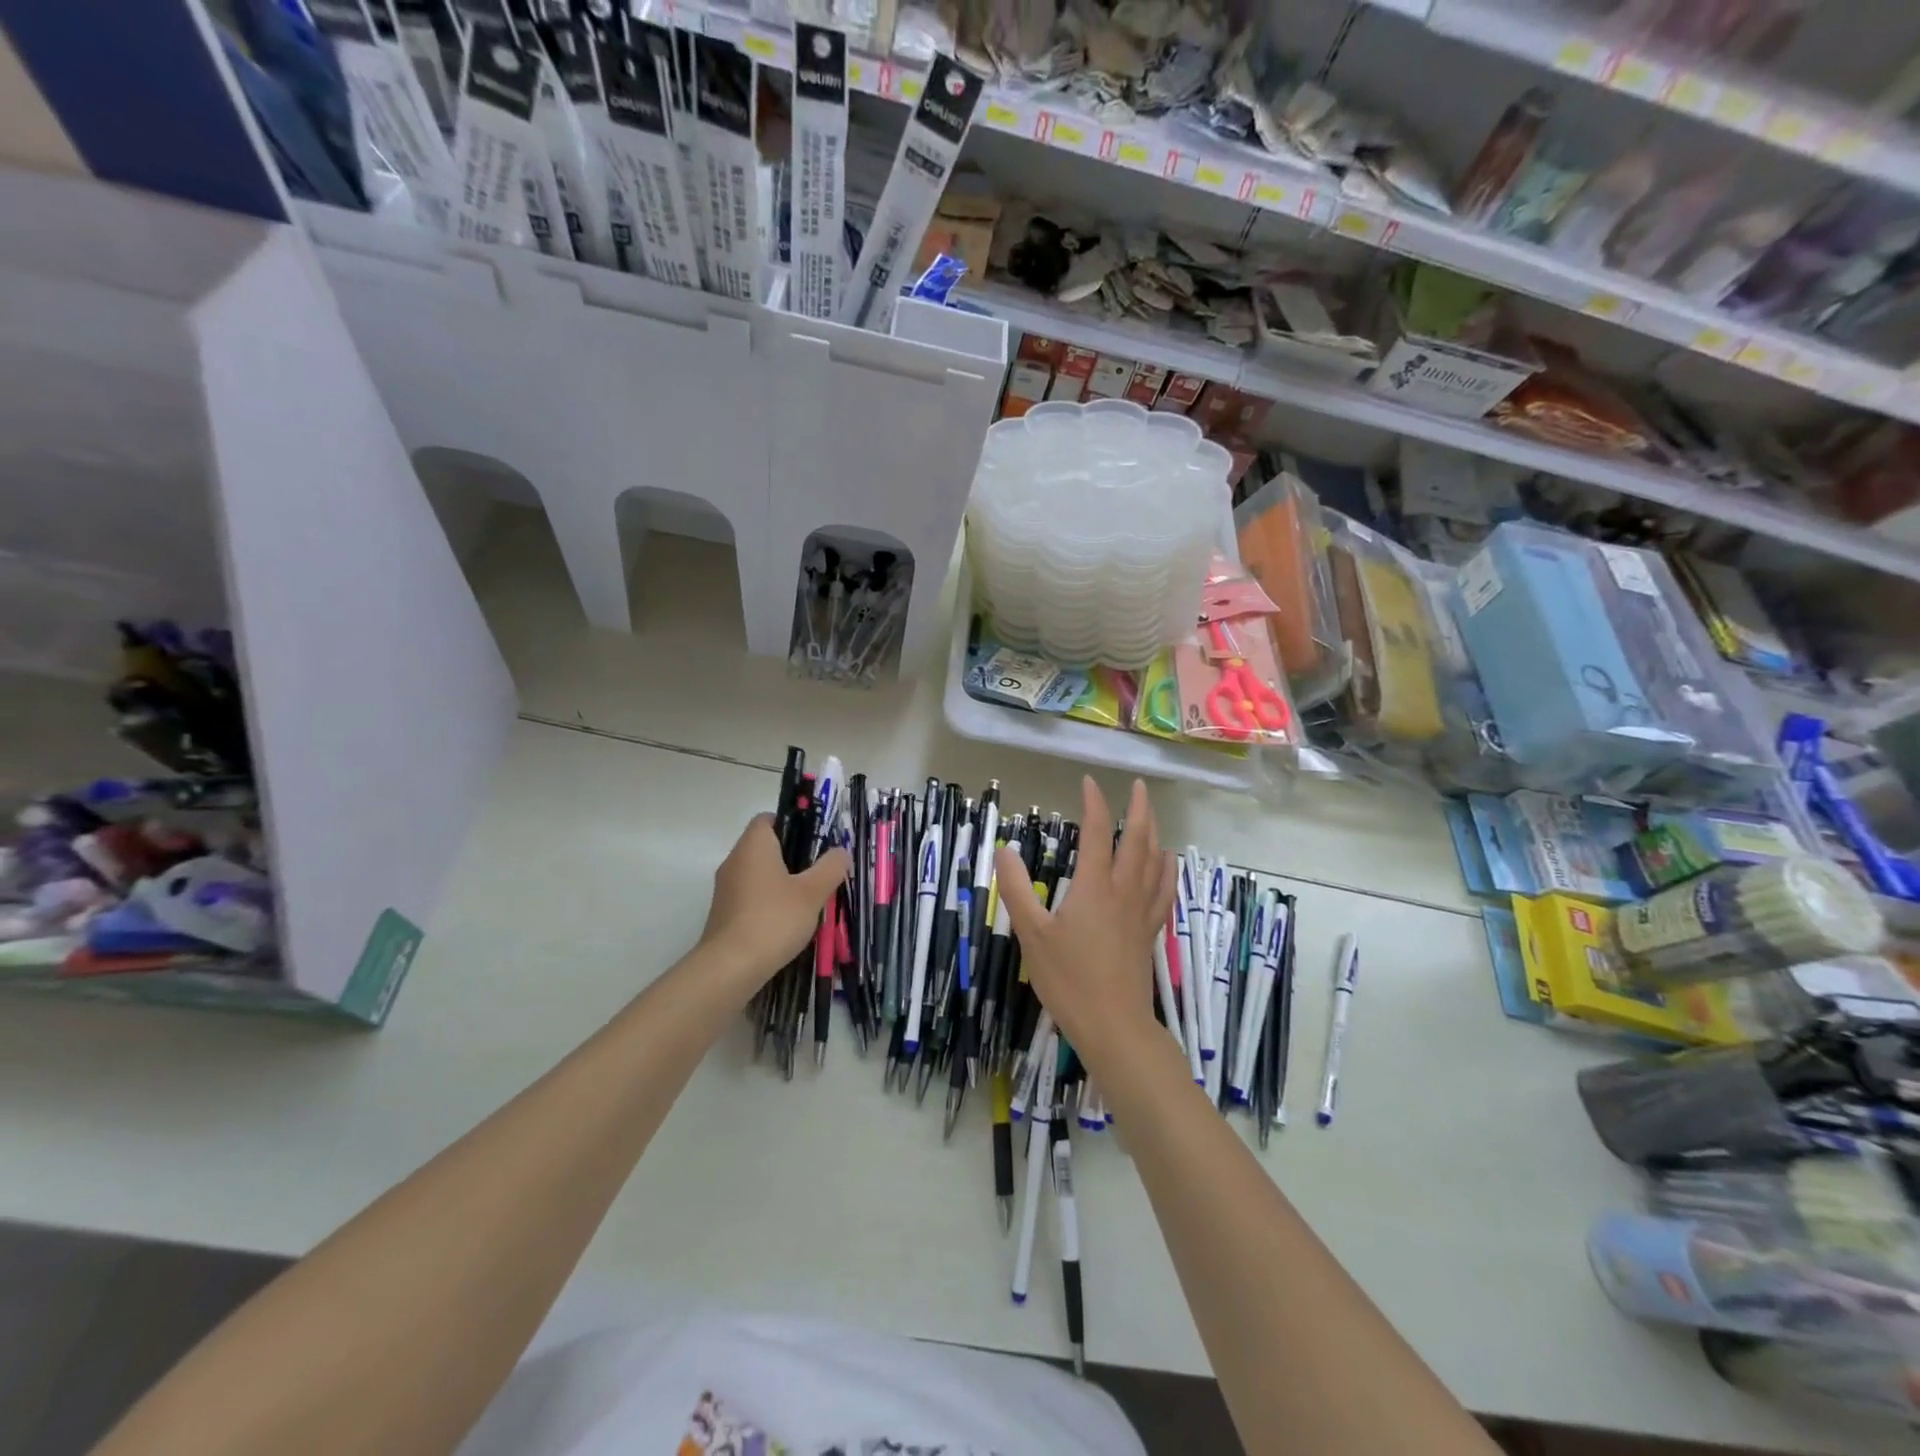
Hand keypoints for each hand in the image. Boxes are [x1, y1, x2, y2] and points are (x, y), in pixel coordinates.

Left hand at [701, 815, 849, 990]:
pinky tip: (788, 920)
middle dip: (792, 855)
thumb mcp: (812, 892)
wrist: (730, 968)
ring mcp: (726, 889)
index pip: (767, 819)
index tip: (814, 840)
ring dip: (781, 881)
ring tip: (809, 897)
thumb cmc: (773, 919)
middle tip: (820, 869)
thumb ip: (830, 867)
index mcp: (753, 846)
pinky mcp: (725, 914)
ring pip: (758, 873)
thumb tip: (841, 851)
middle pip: (764, 846)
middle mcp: (734, 861)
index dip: (791, 823)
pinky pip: (751, 896)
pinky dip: (769, 901)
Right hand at [995, 777, 1176, 1071]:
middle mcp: (1123, 891)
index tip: (1088, 782)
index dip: (1094, 804)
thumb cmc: (1069, 980)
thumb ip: (1017, 890)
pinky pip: (1164, 890)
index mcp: (1095, 887)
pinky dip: (1167, 869)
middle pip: (1138, 840)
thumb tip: (1003, 849)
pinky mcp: (1149, 931)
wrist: (1114, 1026)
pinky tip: (1167, 862)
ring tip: (1151, 815)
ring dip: (1154, 833)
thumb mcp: (1032, 935)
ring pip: (1155, 861)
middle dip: (1138, 809)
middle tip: (1138, 786)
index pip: (1097, 833)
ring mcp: (1141, 911)